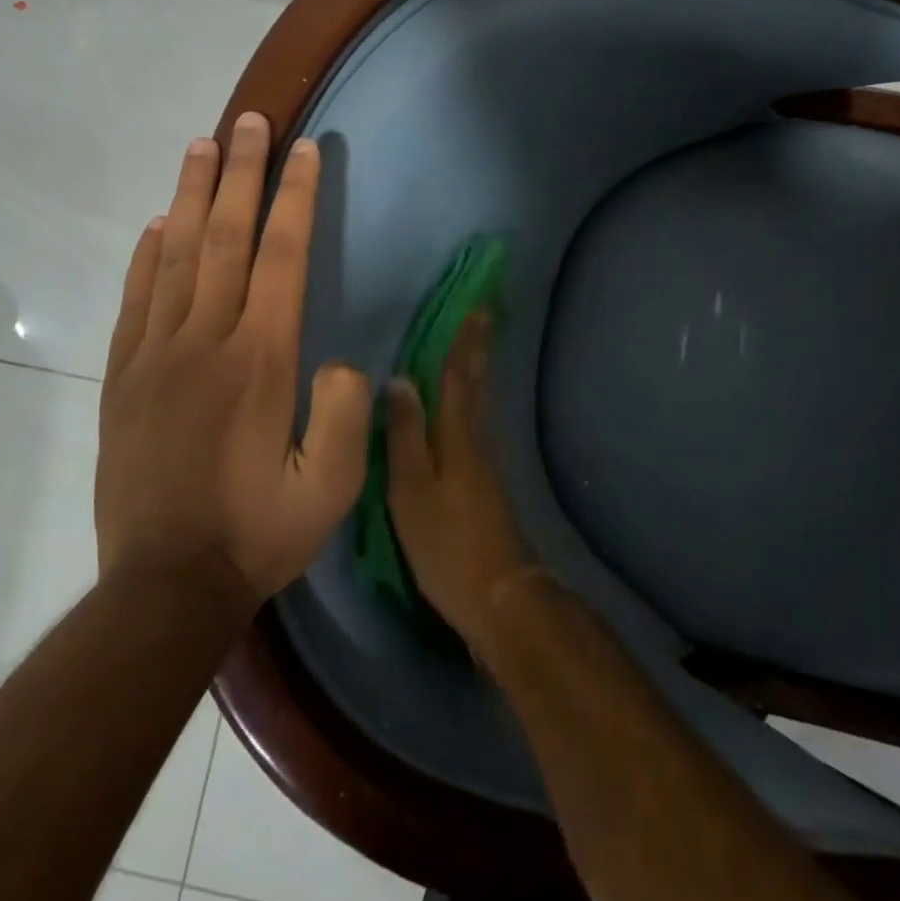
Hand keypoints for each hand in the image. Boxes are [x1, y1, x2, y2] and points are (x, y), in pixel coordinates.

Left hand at [97, 112, 370, 611]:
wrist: (164, 587)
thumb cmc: (259, 532)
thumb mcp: (332, 487)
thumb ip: (346, 414)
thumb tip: (341, 361)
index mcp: (262, 360)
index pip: (282, 257)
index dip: (295, 198)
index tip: (304, 150)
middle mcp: (206, 342)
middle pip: (225, 238)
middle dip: (242, 173)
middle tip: (250, 120)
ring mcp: (156, 356)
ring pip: (175, 256)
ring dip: (191, 196)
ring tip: (203, 146)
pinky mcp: (123, 378)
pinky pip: (136, 299)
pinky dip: (146, 254)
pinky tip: (155, 224)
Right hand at [385, 312, 536, 656]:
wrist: (499, 595)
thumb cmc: (448, 543)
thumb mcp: (413, 490)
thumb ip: (406, 436)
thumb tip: (401, 380)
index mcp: (458, 437)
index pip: (459, 377)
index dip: (465, 341)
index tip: (476, 305)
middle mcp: (477, 441)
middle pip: (476, 384)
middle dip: (477, 347)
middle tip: (483, 314)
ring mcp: (485, 463)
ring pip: (478, 403)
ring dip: (475, 370)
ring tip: (470, 347)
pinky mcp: (485, 484)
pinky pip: (475, 425)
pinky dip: (470, 401)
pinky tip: (461, 408)